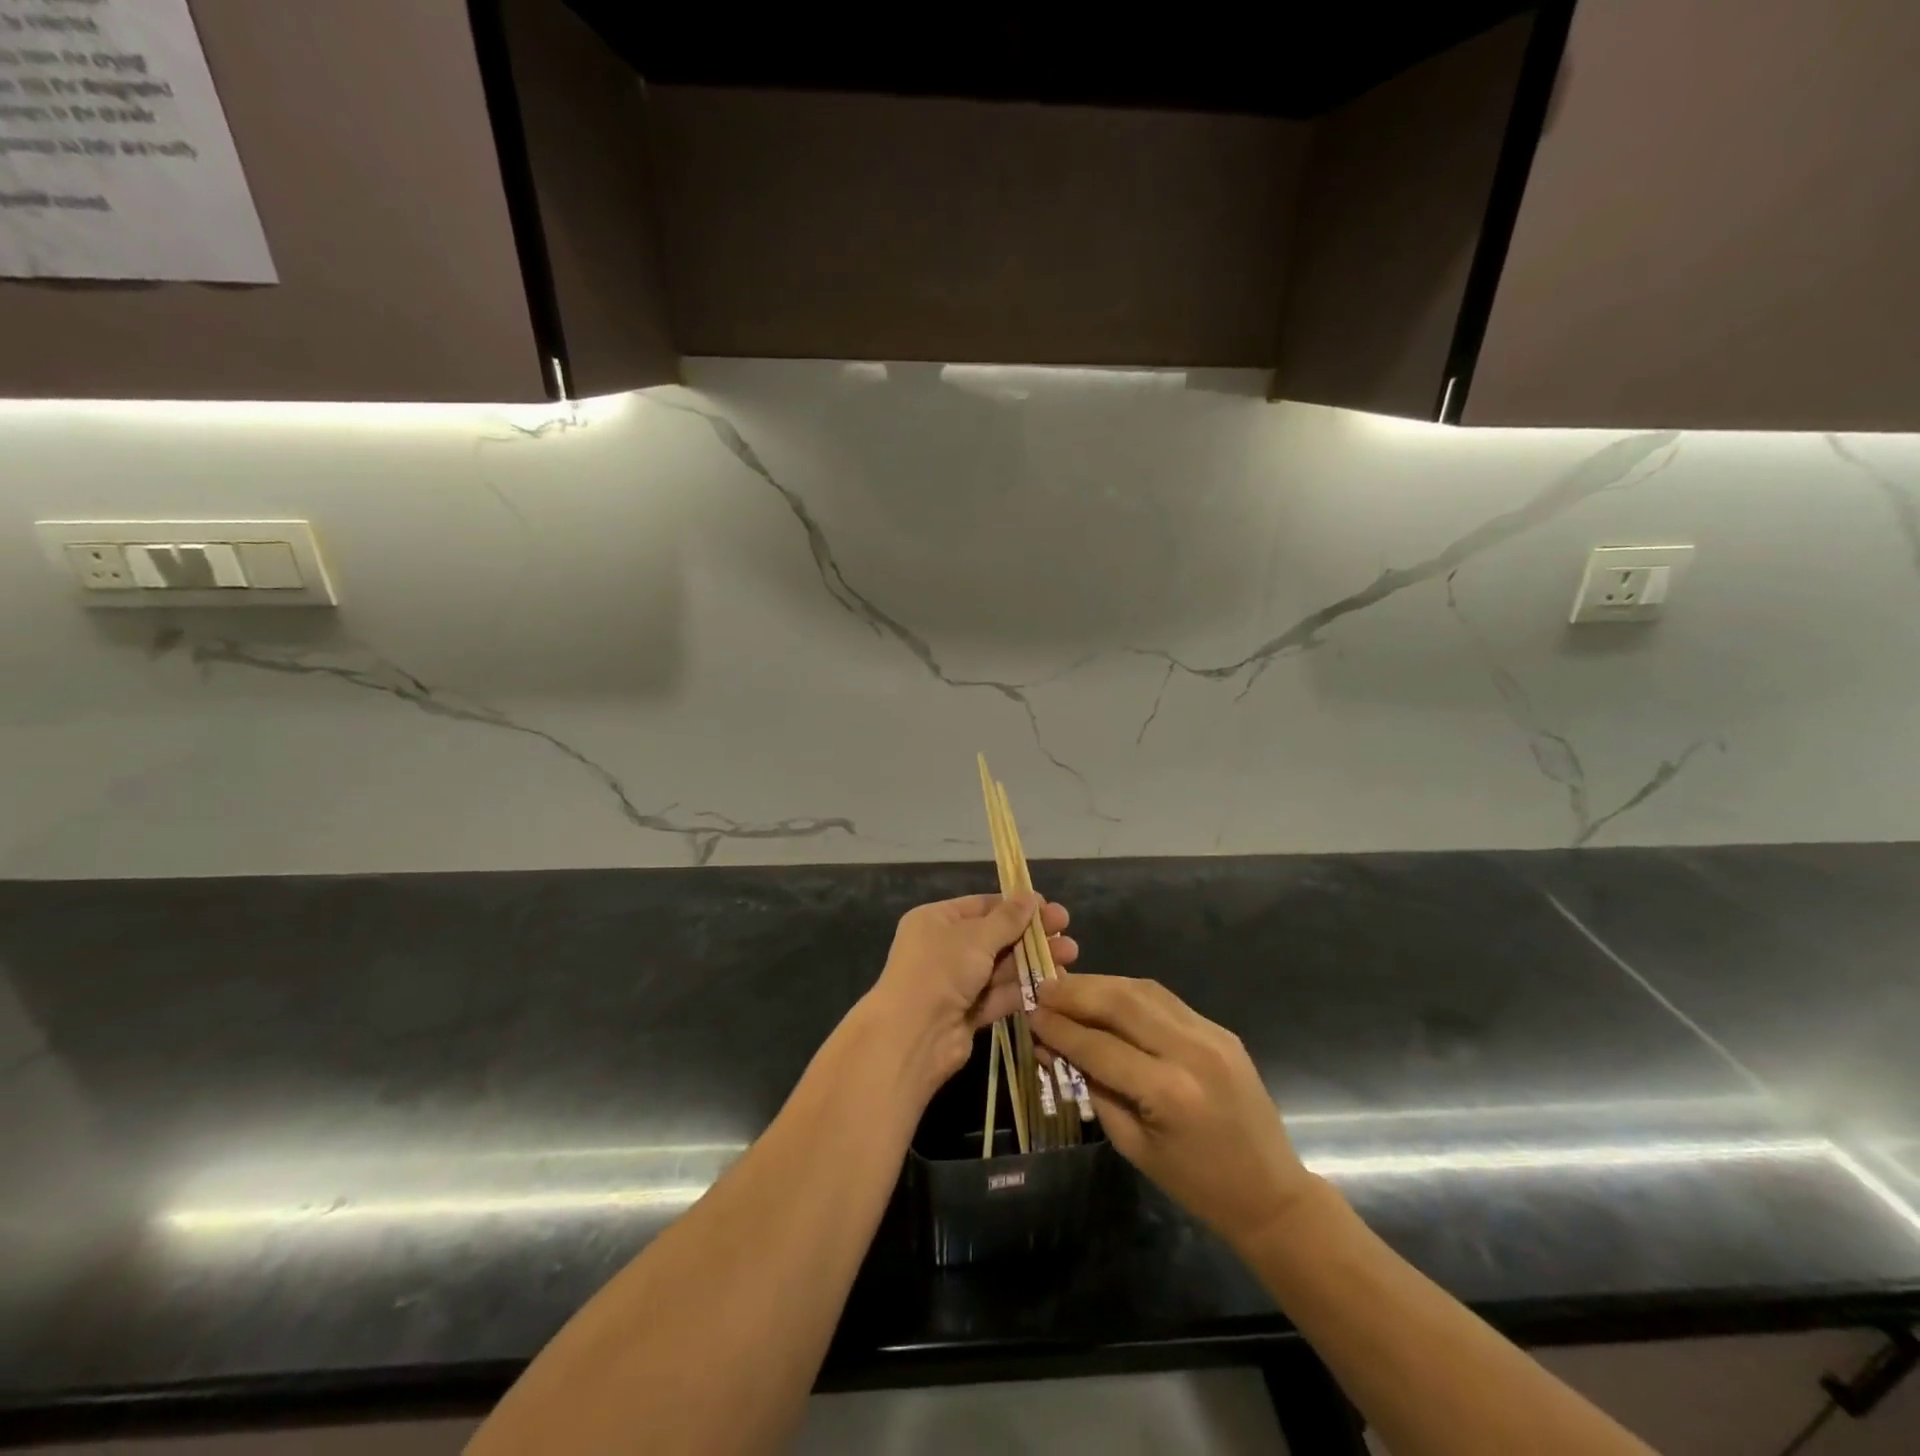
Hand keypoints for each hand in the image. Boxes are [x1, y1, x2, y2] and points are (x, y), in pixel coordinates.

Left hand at [867, 894, 1077, 1084]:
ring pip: (1001, 966)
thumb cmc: (940, 971)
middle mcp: (945, 948)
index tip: (1049, 907)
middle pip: (995, 936)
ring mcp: (956, 982)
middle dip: (1031, 934)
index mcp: (936, 920)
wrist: (913, 1036)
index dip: (1016, 906)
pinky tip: (1056, 982)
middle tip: (1067, 930)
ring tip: (1071, 955)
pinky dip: (1025, 988)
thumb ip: (1008, 919)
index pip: (982, 906)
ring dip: (1034, 960)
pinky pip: (1000, 994)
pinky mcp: (969, 1012)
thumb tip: (1031, 896)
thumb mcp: (976, 937)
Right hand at [1030, 975, 1315, 1251]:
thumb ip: (1092, 1089)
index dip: (1059, 1028)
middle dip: (1075, 992)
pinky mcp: (1220, 1028)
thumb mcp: (1133, 1145)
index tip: (1028, 1013)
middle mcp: (1190, 1050)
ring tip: (1067, 986)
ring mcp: (1210, 1033)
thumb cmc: (1195, 1183)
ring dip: (1100, 983)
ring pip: (1142, 990)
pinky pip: (1164, 999)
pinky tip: (1105, 995)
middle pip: (1120, 1002)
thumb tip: (1053, 1047)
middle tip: (1042, 988)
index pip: (1098, 1045)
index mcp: (1167, 1091)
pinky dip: (1129, 992)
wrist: (1271, 1193)